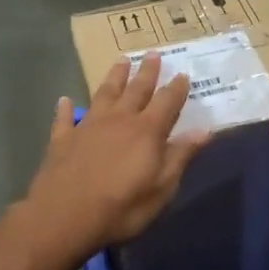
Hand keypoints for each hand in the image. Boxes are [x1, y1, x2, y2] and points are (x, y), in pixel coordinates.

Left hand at [23, 52, 212, 256]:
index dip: (176, 88)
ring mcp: (88, 126)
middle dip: (147, 72)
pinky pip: (65, 118)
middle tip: (153, 53)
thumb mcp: (162, 188)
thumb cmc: (122, 207)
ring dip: (114, 77)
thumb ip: (181, 155)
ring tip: (121, 61)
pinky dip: (66, 108)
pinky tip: (65, 100)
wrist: (65, 215)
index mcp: (147, 131)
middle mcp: (119, 120)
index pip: (167, 102)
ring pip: (104, 94)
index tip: (183, 74)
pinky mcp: (63, 139)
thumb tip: (205, 129)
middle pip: (136, 89)